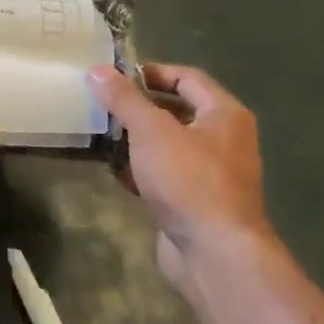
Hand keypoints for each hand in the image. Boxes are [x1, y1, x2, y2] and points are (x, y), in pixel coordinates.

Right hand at [87, 62, 273, 280]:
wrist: (215, 253)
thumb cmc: (189, 181)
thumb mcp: (151, 131)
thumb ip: (124, 99)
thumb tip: (98, 69)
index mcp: (225, 114)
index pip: (187, 78)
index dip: (151, 72)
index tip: (114, 77)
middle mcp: (224, 139)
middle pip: (176, 111)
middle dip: (139, 108)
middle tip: (102, 105)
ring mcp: (211, 173)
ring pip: (168, 145)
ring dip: (136, 140)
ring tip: (101, 135)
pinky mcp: (195, 201)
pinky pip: (165, 174)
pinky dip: (141, 170)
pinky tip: (114, 171)